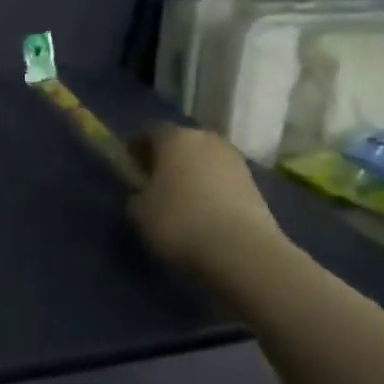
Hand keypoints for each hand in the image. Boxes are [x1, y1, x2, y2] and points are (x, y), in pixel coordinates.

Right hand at [127, 124, 285, 275]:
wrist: (241, 250)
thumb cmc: (178, 222)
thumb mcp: (138, 211)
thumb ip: (136, 194)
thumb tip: (143, 194)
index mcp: (175, 138)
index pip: (148, 133)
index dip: (135, 150)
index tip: (128, 167)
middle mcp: (207, 140)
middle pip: (181, 143)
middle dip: (166, 159)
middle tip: (153, 182)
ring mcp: (235, 161)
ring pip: (204, 161)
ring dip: (191, 174)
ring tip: (179, 201)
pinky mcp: (255, 184)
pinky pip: (222, 180)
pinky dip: (210, 190)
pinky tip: (202, 212)